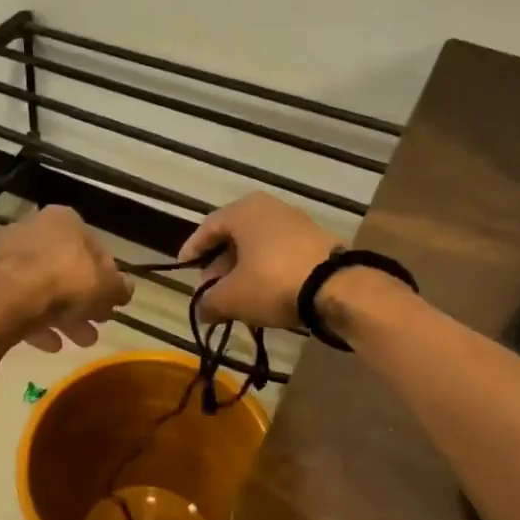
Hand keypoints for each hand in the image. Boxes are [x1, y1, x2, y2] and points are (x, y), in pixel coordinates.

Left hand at [0, 205, 132, 351]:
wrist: (7, 299)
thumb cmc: (64, 281)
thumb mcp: (106, 287)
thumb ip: (120, 287)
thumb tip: (127, 289)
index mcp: (64, 220)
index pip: (95, 248)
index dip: (108, 277)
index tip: (113, 301)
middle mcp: (35, 230)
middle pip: (67, 270)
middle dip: (85, 302)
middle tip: (98, 325)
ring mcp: (9, 255)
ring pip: (44, 288)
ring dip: (65, 317)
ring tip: (80, 342)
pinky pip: (21, 302)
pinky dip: (37, 322)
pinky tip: (51, 345)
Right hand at [177, 193, 339, 327]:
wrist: (337, 287)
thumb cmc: (272, 281)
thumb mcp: (232, 297)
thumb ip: (209, 302)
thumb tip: (202, 311)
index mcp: (244, 210)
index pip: (208, 227)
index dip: (192, 250)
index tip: (183, 268)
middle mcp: (270, 209)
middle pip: (234, 237)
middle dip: (219, 267)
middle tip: (210, 291)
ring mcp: (297, 224)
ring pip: (258, 248)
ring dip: (243, 272)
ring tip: (235, 300)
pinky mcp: (317, 243)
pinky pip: (280, 255)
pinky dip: (266, 273)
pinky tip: (263, 298)